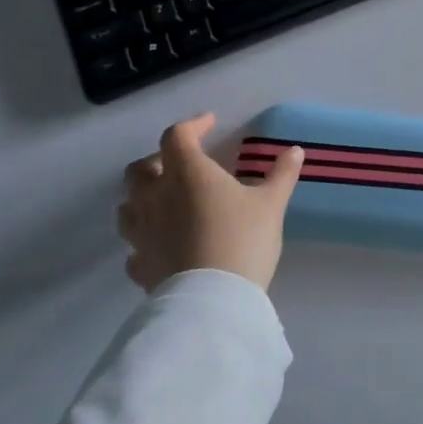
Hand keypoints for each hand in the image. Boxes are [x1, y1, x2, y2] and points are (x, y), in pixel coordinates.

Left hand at [118, 113, 304, 292]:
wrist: (212, 300)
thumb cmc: (242, 240)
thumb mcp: (271, 204)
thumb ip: (281, 175)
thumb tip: (295, 151)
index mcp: (187, 173)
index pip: (177, 136)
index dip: (193, 125)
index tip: (210, 123)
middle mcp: (156, 196)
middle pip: (140, 169)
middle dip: (158, 160)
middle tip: (183, 165)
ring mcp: (142, 232)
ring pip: (128, 205)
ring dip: (143, 198)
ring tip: (166, 202)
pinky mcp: (140, 264)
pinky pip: (134, 245)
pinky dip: (145, 238)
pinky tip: (162, 243)